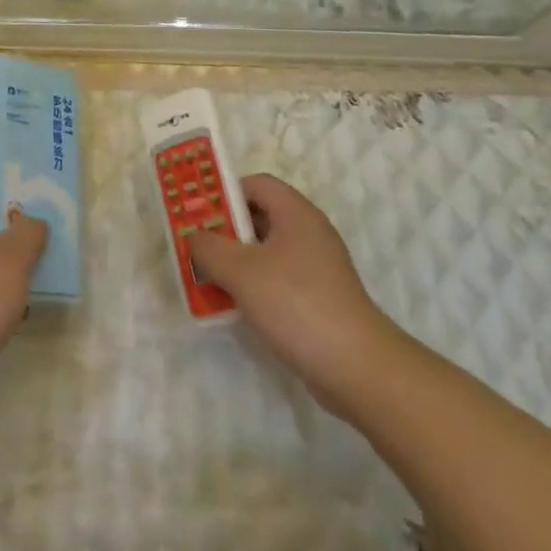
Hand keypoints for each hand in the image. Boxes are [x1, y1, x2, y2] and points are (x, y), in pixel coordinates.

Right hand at [187, 174, 401, 413]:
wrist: (356, 366)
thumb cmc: (297, 304)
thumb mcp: (242, 271)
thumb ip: (210, 248)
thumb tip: (195, 235)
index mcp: (296, 212)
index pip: (256, 184)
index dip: (225, 192)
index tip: (199, 213)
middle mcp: (309, 231)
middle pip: (261, 216)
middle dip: (226, 230)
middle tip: (197, 247)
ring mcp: (317, 266)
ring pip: (268, 251)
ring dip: (238, 261)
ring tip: (209, 279)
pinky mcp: (320, 297)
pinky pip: (279, 278)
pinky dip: (256, 285)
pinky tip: (237, 307)